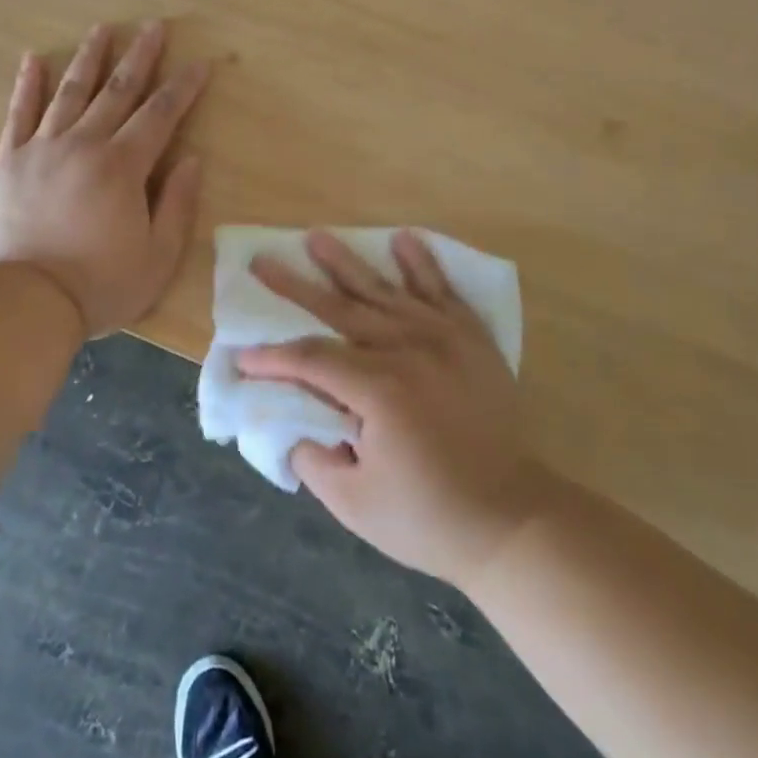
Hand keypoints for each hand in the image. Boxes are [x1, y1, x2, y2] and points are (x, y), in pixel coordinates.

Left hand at [0, 22, 210, 338]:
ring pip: (70, 92)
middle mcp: (84, 144)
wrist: (25, 302)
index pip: (160, 115)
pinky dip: (27, 85)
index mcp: (123, 166)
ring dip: (88, 58)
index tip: (199, 63)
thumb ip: (177, 204)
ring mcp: (42, 148)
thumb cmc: (100, 284)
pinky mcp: (8, 161)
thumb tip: (192, 159)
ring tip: (101, 29)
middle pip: (117, 91)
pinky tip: (33, 59)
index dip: (183, 87)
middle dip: (139, 57)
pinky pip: (18, 114)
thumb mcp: (158, 257)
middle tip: (153, 26)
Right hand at [238, 230, 552, 589]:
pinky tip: (403, 240)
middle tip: (263, 262)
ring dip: (347, 263)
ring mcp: (443, 339)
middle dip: (295, 287)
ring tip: (317, 237)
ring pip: (384, 291)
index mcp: (378, 390)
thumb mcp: (354, 504)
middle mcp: (407, 350)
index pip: (310, 360)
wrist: (513, 520)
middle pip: (340, 309)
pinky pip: (442, 292)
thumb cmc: (430, 518)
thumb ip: (313, 459)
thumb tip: (297, 426)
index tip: (243, 358)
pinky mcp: (471, 340)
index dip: (272, 358)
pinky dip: (422, 265)